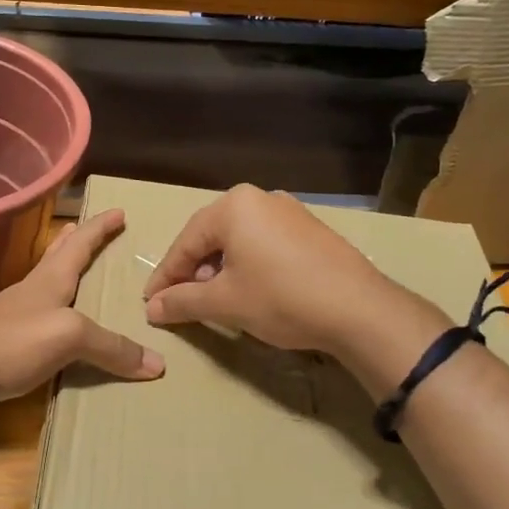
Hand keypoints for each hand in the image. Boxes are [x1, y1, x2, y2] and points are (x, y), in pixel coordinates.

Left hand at [0, 210, 164, 414]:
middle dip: (72, 241)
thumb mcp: (71, 337)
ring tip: (65, 272)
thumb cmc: (13, 342)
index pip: (79, 245)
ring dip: (54, 274)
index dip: (99, 228)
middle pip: (54, 257)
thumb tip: (157, 364)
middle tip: (82, 226)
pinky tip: (22, 316)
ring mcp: (8, 315)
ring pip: (38, 286)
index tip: (118, 211)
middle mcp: (28, 291)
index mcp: (48, 281)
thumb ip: (111, 347)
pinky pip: (24, 319)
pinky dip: (33, 312)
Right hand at [142, 185, 416, 354]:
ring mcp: (289, 211)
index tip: (150, 303)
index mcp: (233, 206)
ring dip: (219, 268)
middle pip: (210, 236)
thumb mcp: (223, 302)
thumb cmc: (280, 298)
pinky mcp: (309, 229)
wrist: (358, 309)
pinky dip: (246, 264)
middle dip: (192, 270)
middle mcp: (260, 198)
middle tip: (180, 300)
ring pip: (238, 239)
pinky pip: (263, 242)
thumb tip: (151, 309)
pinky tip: (248, 289)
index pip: (185, 243)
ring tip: (213, 298)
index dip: (165, 276)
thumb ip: (182, 302)